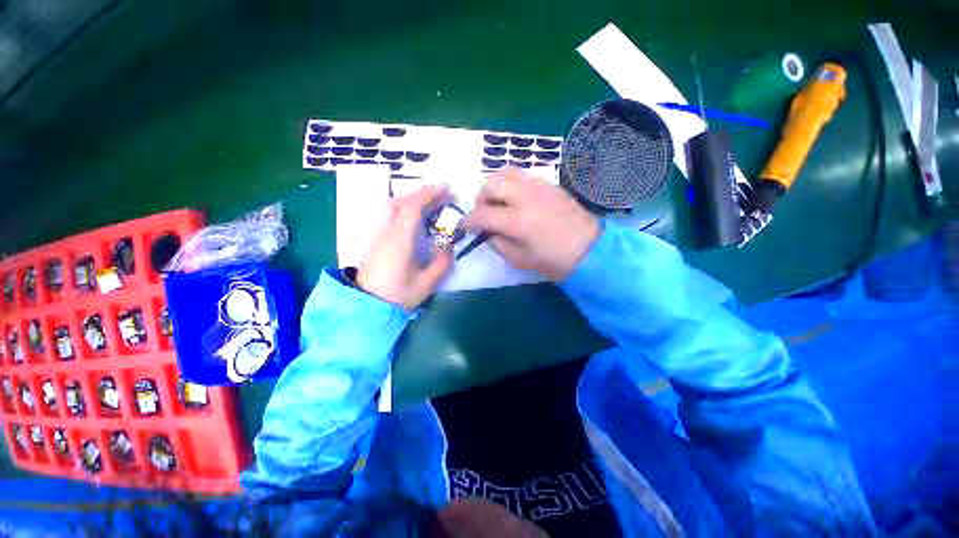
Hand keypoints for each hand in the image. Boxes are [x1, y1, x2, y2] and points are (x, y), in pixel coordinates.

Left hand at [356, 185, 452, 309]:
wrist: (366, 306)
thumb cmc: (398, 295)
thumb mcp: (427, 282)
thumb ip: (442, 261)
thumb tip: (449, 243)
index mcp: (399, 239)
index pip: (412, 207)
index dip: (430, 194)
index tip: (447, 189)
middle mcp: (386, 231)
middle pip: (401, 201)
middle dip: (423, 194)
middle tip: (442, 196)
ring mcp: (378, 234)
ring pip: (392, 206)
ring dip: (412, 200)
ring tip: (430, 204)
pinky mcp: (375, 240)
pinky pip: (389, 215)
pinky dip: (404, 208)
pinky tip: (415, 217)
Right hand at [463, 168, 599, 281]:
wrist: (591, 250)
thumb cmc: (554, 261)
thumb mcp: (519, 260)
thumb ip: (498, 244)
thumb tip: (488, 232)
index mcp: (517, 221)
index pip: (482, 214)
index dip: (468, 221)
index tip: (464, 226)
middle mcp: (526, 197)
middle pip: (491, 183)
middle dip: (480, 197)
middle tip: (484, 212)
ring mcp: (539, 186)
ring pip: (506, 172)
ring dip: (495, 186)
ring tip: (499, 202)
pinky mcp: (550, 184)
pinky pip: (523, 175)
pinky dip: (512, 184)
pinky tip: (517, 199)